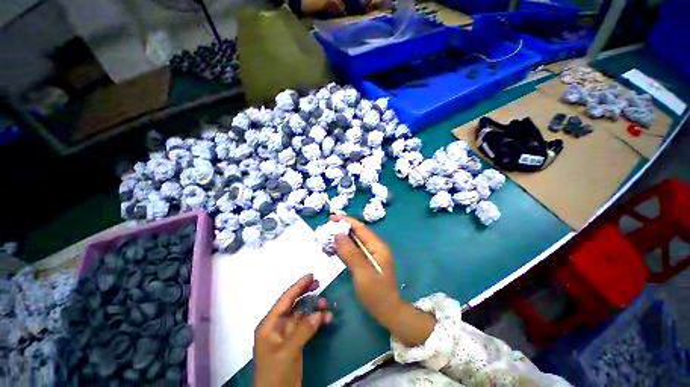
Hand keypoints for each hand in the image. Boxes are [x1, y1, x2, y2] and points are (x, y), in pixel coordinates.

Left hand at [254, 274, 332, 386]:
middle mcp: (277, 326)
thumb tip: (318, 313)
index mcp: (269, 325)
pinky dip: (316, 321)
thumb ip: (302, 331)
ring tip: (326, 304)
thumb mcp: (287, 352)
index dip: (298, 286)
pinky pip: (306, 326)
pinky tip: (326, 319)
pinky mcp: (294, 342)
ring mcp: (286, 335)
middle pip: (293, 304)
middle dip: (305, 293)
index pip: (285, 300)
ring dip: (313, 308)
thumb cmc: (275, 375)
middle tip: (319, 283)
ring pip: (301, 314)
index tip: (311, 275)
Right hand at [331, 215, 400, 322]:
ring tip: (325, 239)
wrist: (388, 312)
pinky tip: (332, 250)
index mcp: (377, 246)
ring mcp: (370, 255)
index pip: (360, 228)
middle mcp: (374, 247)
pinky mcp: (365, 262)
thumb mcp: (363, 273)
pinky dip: (342, 249)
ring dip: (340, 239)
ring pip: (353, 242)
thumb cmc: (377, 294)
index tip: (331, 217)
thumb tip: (338, 234)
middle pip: (356, 233)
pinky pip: (352, 251)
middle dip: (341, 229)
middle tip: (325, 229)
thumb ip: (351, 253)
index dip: (346, 221)